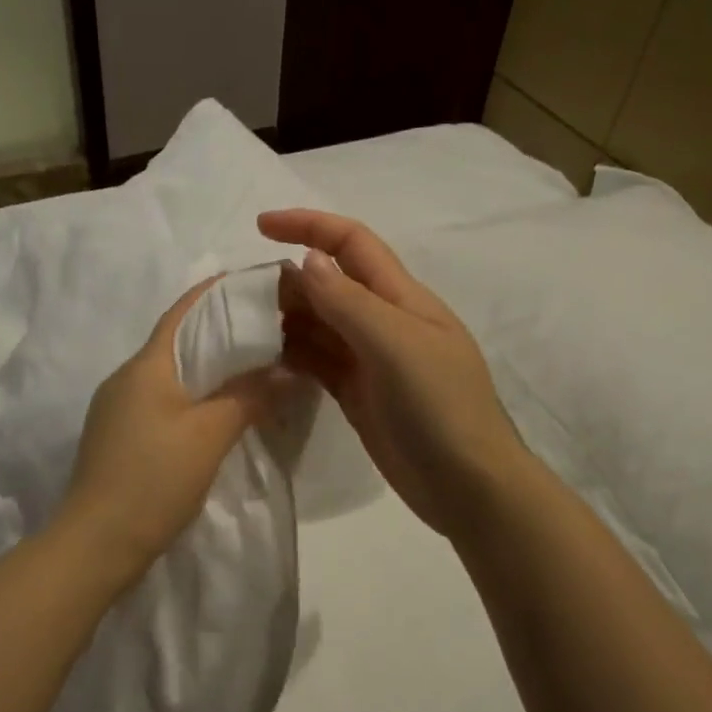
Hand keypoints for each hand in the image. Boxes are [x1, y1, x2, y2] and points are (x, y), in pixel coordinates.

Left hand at [56, 278, 279, 584]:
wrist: (95, 544)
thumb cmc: (153, 478)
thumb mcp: (210, 434)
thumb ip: (249, 396)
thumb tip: (287, 368)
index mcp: (145, 365)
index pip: (184, 311)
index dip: (217, 292)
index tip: (256, 284)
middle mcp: (126, 378)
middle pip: (178, 340)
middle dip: (220, 331)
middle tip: (267, 331)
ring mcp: (117, 409)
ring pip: (170, 373)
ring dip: (208, 367)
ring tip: (252, 368)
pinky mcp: (118, 437)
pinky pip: (162, 400)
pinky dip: (193, 394)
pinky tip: (218, 411)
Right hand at [259, 209, 528, 538]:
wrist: (468, 486)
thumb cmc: (439, 406)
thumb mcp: (395, 345)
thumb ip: (348, 302)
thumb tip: (308, 259)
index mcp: (401, 297)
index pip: (351, 243)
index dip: (308, 226)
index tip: (260, 227)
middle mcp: (383, 320)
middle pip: (329, 282)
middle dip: (288, 279)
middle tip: (243, 300)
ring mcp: (370, 359)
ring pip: (319, 323)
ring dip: (286, 318)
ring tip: (246, 329)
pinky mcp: (357, 392)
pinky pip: (318, 361)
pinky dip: (293, 355)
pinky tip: (266, 360)